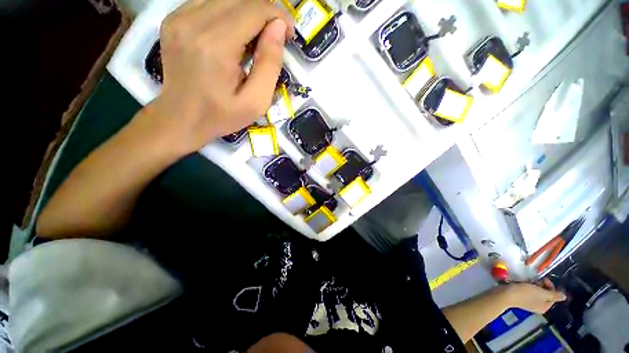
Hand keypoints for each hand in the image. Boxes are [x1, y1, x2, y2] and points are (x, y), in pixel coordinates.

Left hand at [145, 0, 293, 153]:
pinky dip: (229, 13)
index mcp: (216, 46)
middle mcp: (194, 23)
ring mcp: (179, 18)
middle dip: (265, 12)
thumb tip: (278, 28)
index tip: (288, 33)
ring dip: (248, 12)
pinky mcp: (173, 19)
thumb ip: (269, 65)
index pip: (254, 9)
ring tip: (256, 38)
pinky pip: (209, 3)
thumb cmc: (222, 115)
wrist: (181, 118)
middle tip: (275, 37)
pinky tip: (234, 35)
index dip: (278, 15)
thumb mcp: (256, 102)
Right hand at [500, 279, 566, 313]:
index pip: (553, 296)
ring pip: (537, 292)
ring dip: (535, 285)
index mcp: (545, 307)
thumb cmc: (524, 293)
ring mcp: (529, 302)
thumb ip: (554, 295)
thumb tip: (565, 297)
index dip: (550, 286)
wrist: (505, 294)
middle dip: (542, 286)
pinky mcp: (522, 298)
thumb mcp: (541, 293)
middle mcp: (539, 306)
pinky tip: (523, 284)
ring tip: (529, 281)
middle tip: (536, 280)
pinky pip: (530, 292)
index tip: (543, 279)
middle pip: (546, 294)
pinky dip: (529, 287)